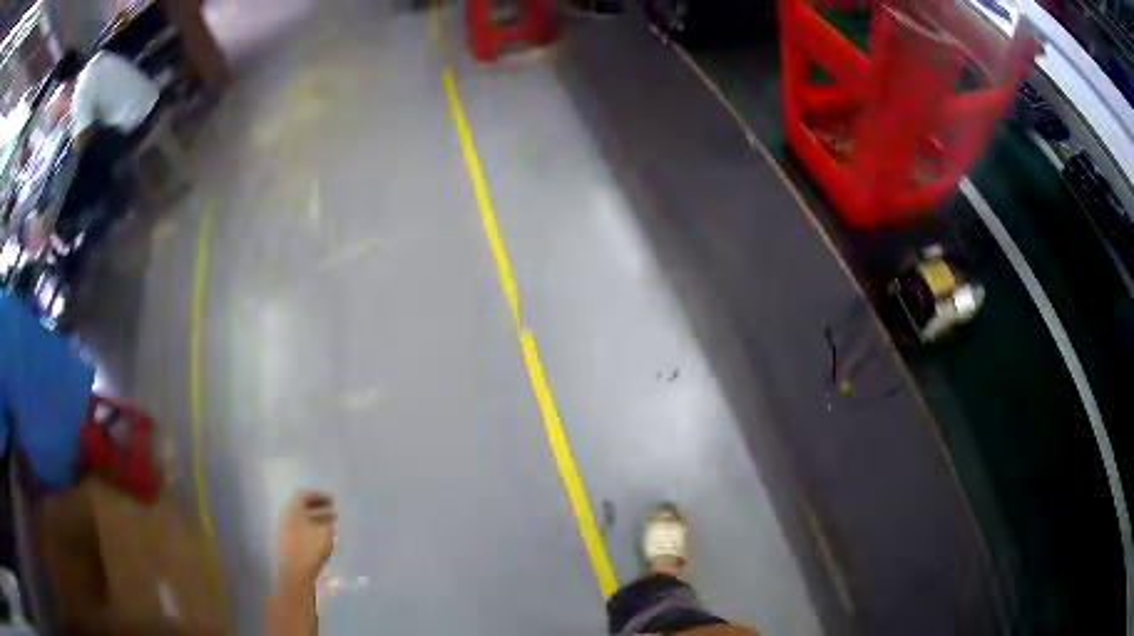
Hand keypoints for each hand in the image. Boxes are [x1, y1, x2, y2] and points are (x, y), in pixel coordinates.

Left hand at [275, 490, 335, 587]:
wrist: (294, 574)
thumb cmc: (309, 550)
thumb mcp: (324, 534)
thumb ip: (328, 523)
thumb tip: (330, 518)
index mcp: (292, 510)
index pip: (303, 494)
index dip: (319, 495)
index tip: (332, 499)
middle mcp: (286, 517)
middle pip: (301, 506)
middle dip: (318, 507)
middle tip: (332, 510)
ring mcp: (285, 531)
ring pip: (302, 519)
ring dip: (316, 519)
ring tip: (331, 525)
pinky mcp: (287, 543)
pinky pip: (300, 530)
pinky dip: (312, 530)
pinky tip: (322, 538)